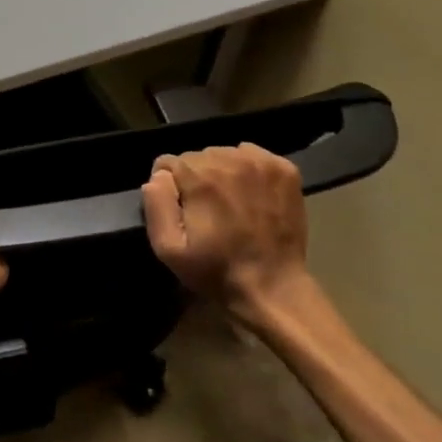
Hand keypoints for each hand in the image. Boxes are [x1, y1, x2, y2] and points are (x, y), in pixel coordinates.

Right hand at [142, 144, 309, 324]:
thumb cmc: (216, 270)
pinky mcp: (284, 170)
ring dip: (221, 173)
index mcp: (199, 177)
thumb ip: (156, 205)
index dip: (170, 187)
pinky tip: (252, 194)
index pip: (168, 163)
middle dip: (195, 178)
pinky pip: (252, 155)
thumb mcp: (168, 248)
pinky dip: (248, 169)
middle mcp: (228, 160)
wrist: (273, 287)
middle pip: (197, 157)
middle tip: (207, 210)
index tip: (182, 209)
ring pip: (224, 154)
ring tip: (230, 203)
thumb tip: (158, 177)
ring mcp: (261, 163)